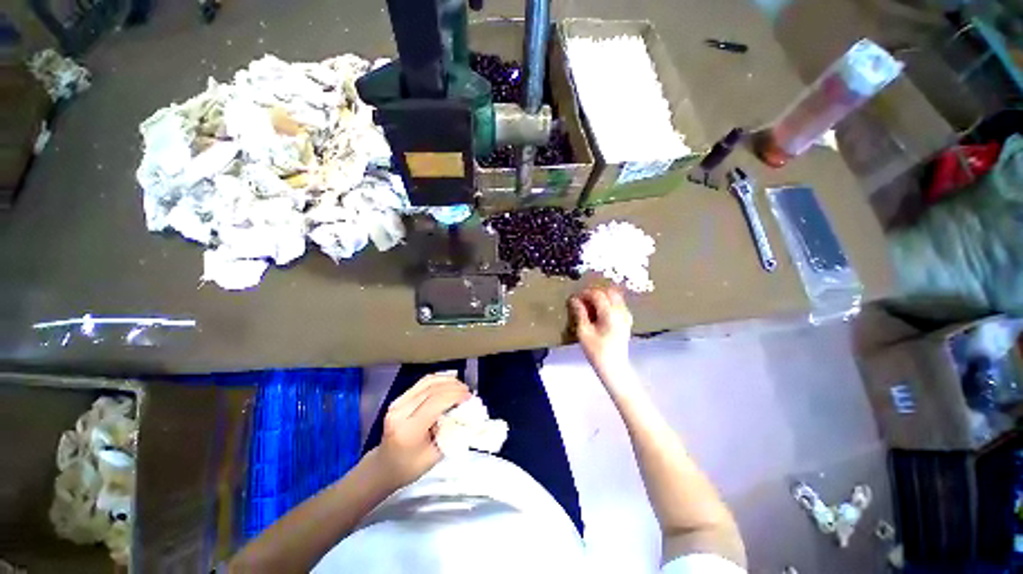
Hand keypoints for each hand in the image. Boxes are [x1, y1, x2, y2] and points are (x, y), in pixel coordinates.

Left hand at [371, 373, 470, 487]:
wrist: (384, 467)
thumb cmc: (410, 467)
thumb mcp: (435, 456)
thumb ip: (450, 433)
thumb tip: (466, 414)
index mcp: (408, 430)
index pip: (435, 402)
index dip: (455, 396)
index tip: (469, 397)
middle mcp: (400, 412)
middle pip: (431, 389)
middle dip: (453, 387)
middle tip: (468, 391)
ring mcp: (397, 403)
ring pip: (427, 382)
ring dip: (447, 381)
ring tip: (460, 387)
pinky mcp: (398, 399)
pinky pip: (422, 383)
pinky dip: (438, 380)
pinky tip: (448, 383)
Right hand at [568, 286, 633, 381]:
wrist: (614, 367)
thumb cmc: (596, 351)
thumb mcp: (583, 332)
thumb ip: (580, 313)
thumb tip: (574, 299)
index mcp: (610, 314)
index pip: (598, 295)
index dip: (585, 293)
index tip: (575, 298)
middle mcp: (621, 312)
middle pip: (609, 292)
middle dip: (595, 292)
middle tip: (582, 300)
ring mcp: (626, 315)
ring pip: (615, 296)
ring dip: (602, 296)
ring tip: (590, 305)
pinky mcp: (627, 320)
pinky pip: (619, 303)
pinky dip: (609, 302)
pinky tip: (600, 311)